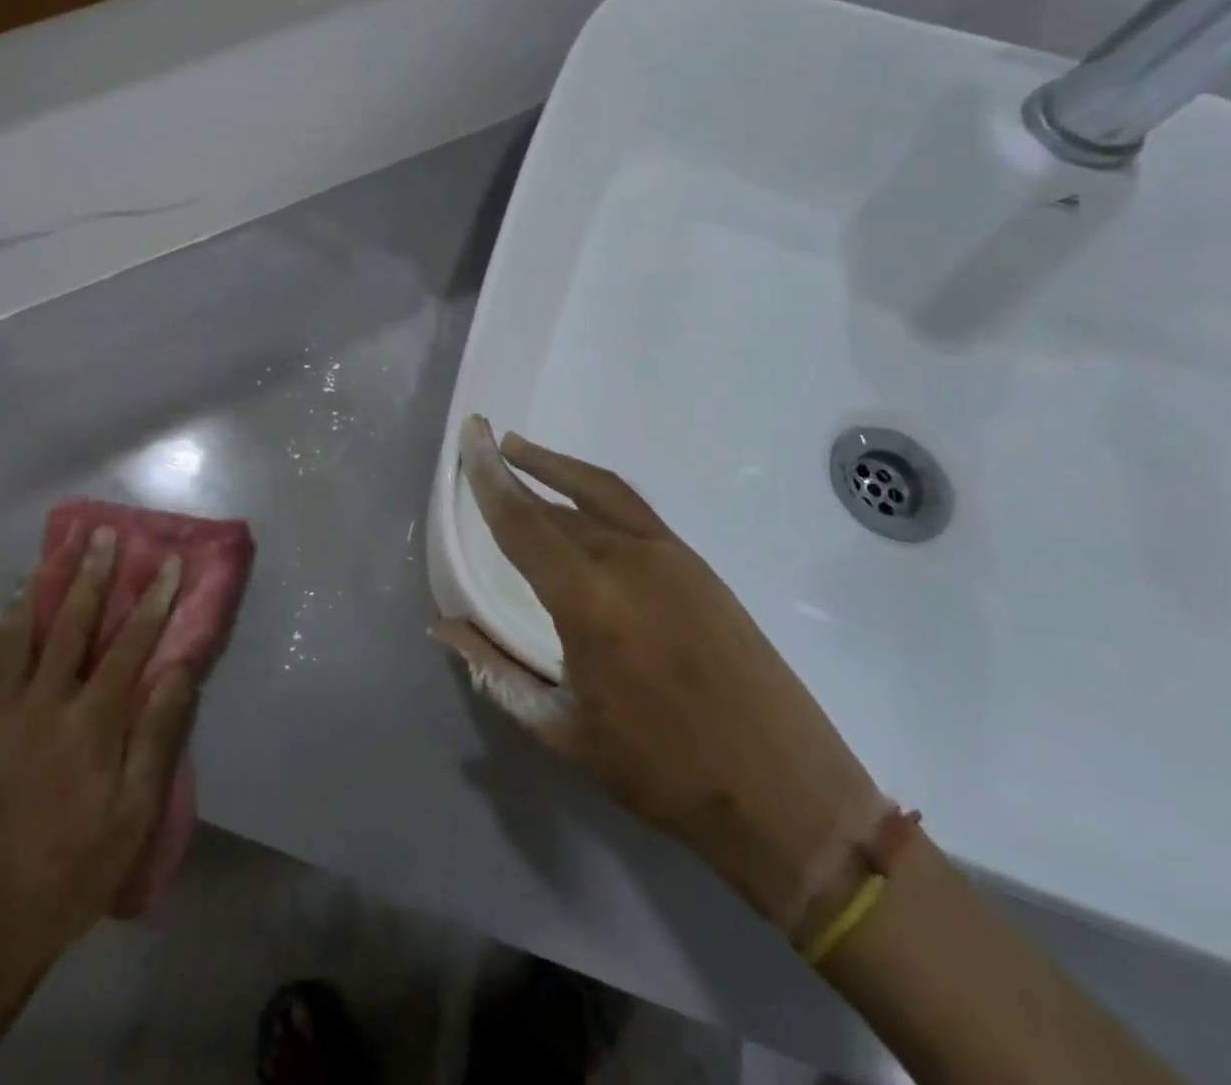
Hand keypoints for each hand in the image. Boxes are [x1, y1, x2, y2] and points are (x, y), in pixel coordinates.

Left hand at [0, 526, 196, 982]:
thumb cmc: (76, 866)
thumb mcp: (135, 812)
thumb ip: (157, 734)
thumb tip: (179, 669)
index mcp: (90, 722)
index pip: (130, 644)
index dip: (153, 599)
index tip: (169, 562)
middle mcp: (42, 704)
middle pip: (71, 624)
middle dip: (92, 575)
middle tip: (103, 534)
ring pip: (18, 634)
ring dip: (40, 589)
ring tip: (53, 553)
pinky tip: (5, 613)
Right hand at [437, 417, 884, 932]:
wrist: (788, 795)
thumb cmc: (664, 773)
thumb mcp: (564, 730)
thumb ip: (496, 672)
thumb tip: (441, 627)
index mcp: (591, 603)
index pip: (523, 524)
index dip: (489, 478)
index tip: (469, 434)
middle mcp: (631, 563)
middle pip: (558, 504)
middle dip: (514, 469)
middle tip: (483, 444)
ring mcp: (674, 560)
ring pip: (601, 495)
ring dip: (557, 469)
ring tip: (520, 450)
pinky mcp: (701, 568)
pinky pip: (634, 513)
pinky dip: (595, 493)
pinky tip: (579, 502)